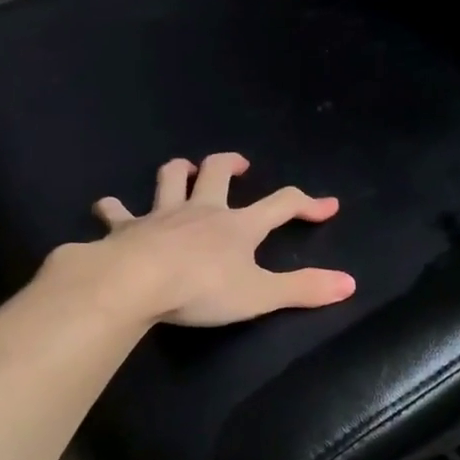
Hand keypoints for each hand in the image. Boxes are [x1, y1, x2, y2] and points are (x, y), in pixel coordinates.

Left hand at [79, 153, 356, 325]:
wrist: (135, 283)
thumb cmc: (202, 288)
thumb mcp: (261, 295)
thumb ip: (304, 290)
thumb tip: (350, 284)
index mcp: (238, 226)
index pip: (281, 205)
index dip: (306, 204)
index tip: (327, 206)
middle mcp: (201, 211)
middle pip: (218, 173)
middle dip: (231, 164)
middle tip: (240, 164)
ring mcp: (161, 216)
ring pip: (170, 180)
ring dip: (179, 171)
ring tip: (185, 169)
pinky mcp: (126, 228)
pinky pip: (116, 212)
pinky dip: (114, 209)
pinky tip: (109, 209)